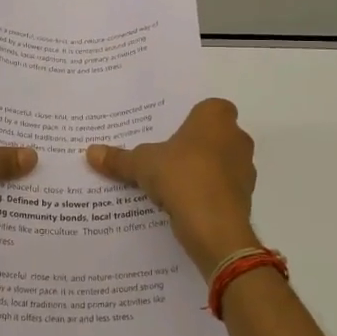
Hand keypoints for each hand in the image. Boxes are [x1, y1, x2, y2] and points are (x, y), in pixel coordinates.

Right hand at [86, 98, 258, 278]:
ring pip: (220, 163)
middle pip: (214, 136)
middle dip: (195, 146)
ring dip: (202, 171)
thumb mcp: (141, 164)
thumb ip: (119, 158)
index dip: (191, 120)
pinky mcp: (245, 197)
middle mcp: (237, 137)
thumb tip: (90, 152)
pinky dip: (208, 194)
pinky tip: (184, 205)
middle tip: (166, 157)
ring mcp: (245, 169)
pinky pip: (222, 189)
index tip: (171, 133)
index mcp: (216, 118)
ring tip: (172, 184)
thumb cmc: (181, 176)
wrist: (215, 226)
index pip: (208, 109)